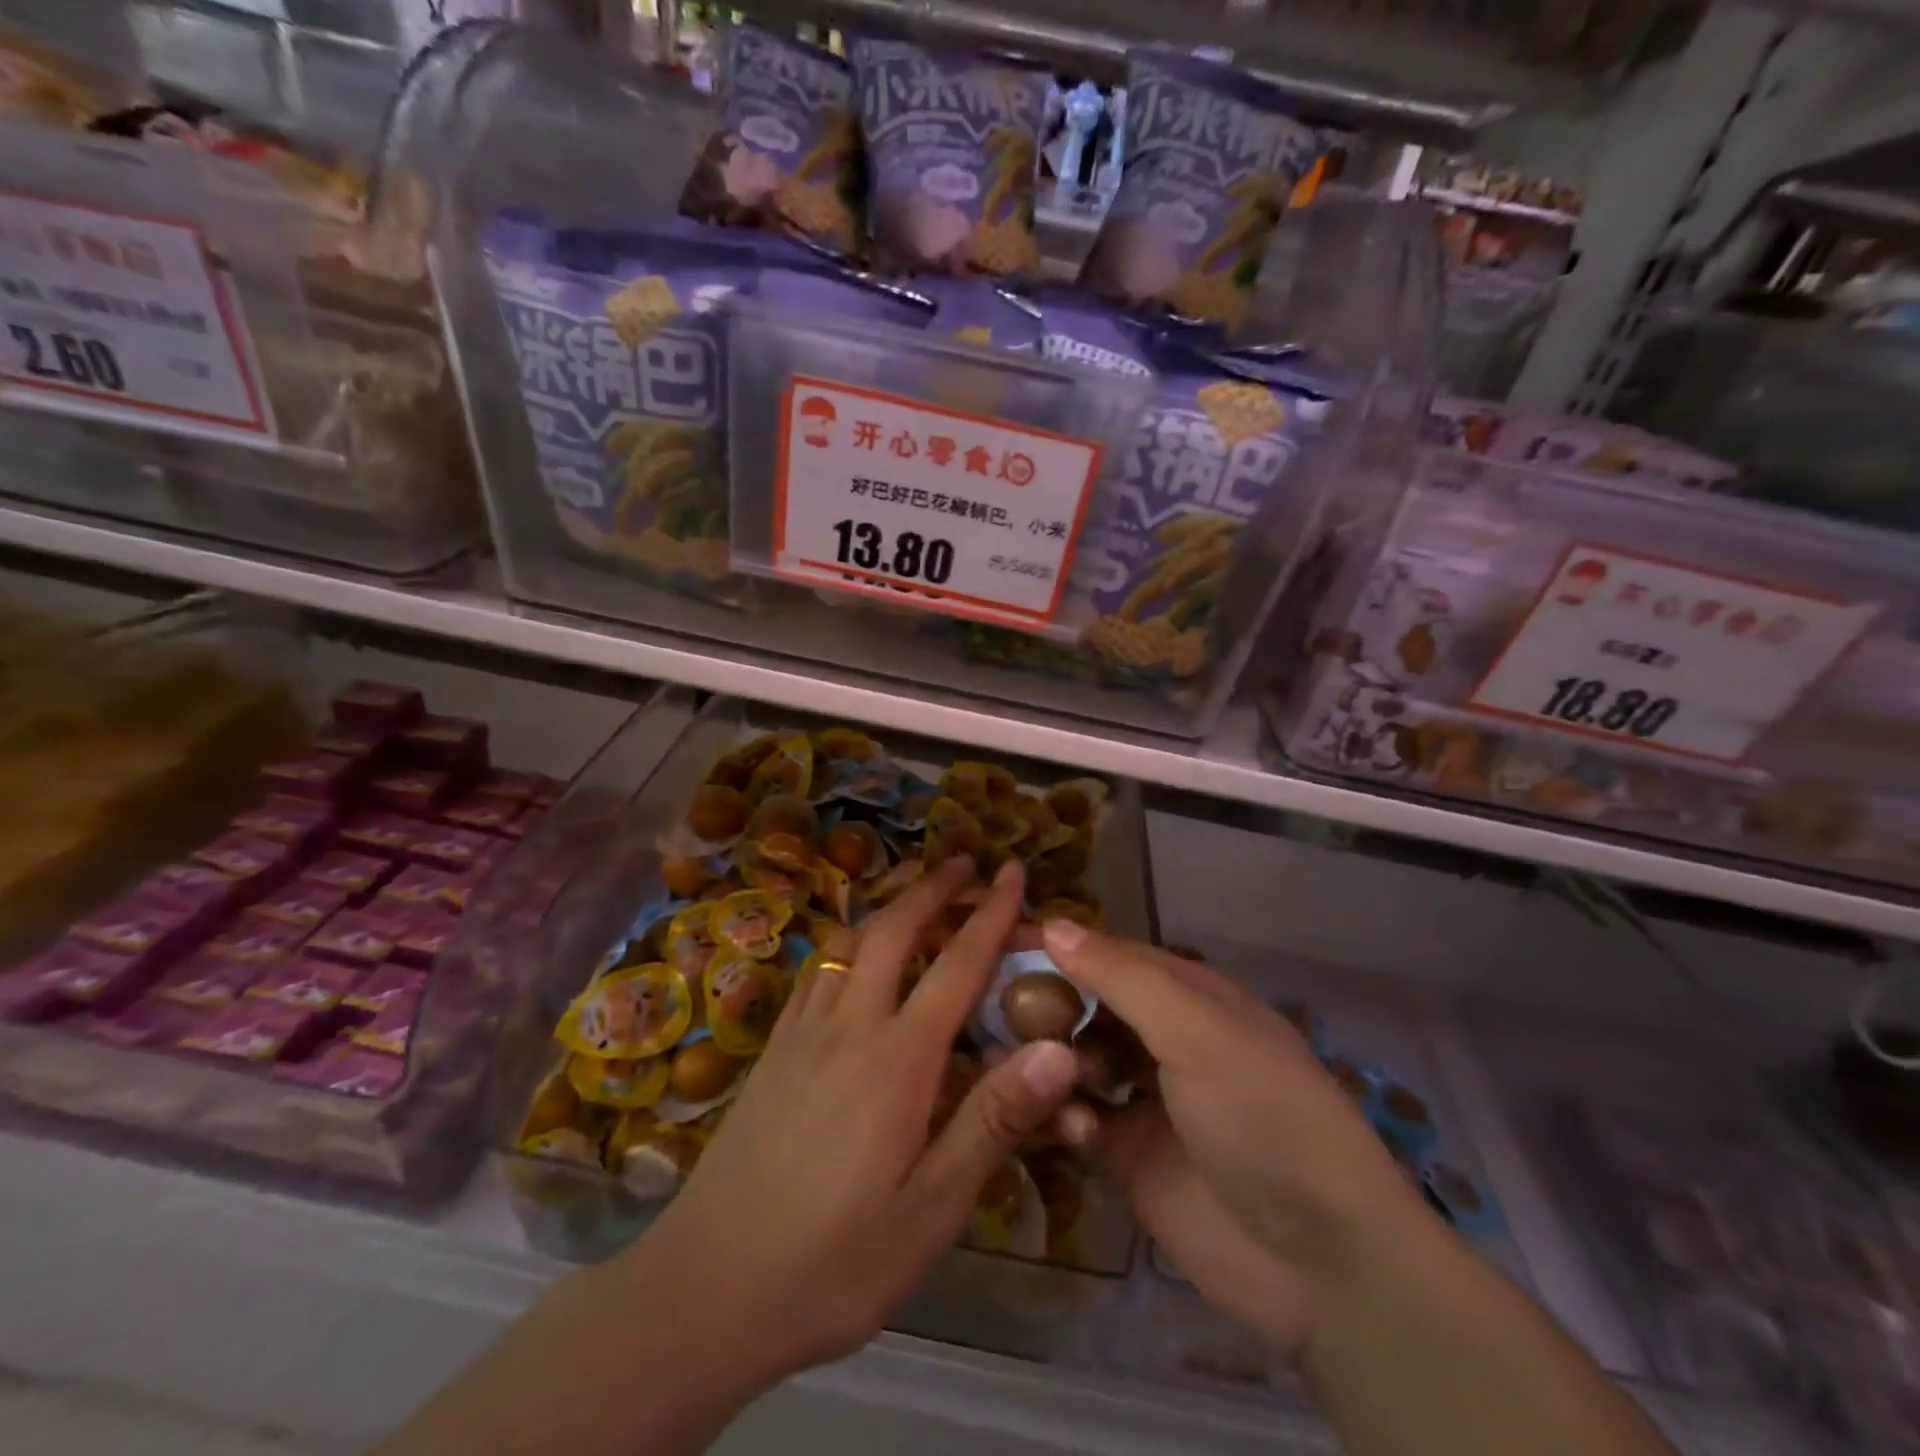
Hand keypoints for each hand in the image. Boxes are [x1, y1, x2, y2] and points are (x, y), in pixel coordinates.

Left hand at [628, 857, 1080, 1394]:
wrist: (706, 1290)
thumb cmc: (834, 1262)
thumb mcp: (933, 1210)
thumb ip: (994, 1120)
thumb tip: (1059, 1048)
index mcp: (898, 1060)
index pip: (958, 964)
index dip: (991, 912)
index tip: (1013, 870)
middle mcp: (849, 1024)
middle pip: (894, 929)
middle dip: (933, 887)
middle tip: (965, 862)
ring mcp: (802, 1032)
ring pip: (849, 939)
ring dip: (889, 906)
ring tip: (917, 895)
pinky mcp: (772, 1049)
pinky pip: (816, 970)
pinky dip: (847, 941)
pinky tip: (853, 957)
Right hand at [1041, 923, 1425, 1359]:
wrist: (1323, 1263)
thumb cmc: (1262, 1115)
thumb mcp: (1198, 1030)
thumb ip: (1123, 977)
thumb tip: (1054, 925)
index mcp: (1188, 997)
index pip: (1110, 955)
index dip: (1059, 946)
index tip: (998, 940)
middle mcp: (1163, 1040)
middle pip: (1087, 1007)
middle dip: (1045, 1006)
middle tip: (993, 1009)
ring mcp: (1145, 1100)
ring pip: (1075, 1062)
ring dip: (1047, 1060)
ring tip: (1015, 1065)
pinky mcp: (1128, 1159)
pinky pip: (1078, 1121)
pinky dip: (1064, 1116)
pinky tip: (1069, 1125)